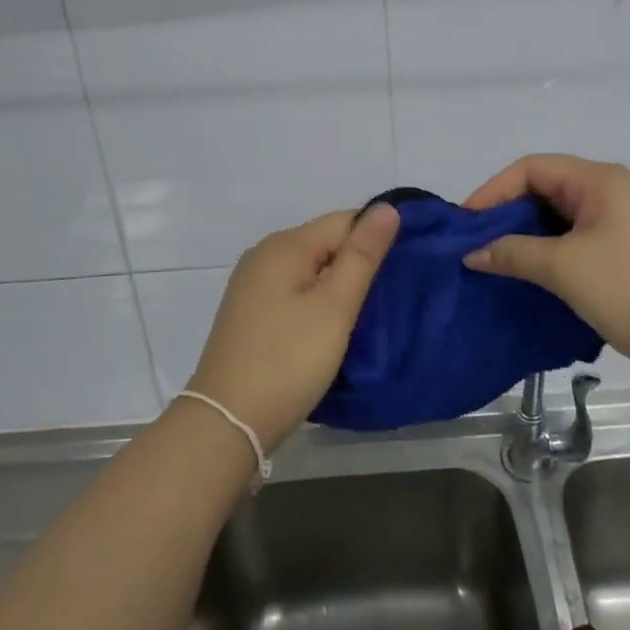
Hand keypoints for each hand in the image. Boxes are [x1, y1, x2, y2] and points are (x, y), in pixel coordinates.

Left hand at [186, 204, 399, 452]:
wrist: (227, 422)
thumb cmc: (288, 361)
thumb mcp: (334, 307)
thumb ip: (362, 255)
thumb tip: (387, 207)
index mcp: (285, 245)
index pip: (344, 220)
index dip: (375, 240)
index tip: (402, 272)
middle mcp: (264, 254)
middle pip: (326, 242)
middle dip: (357, 263)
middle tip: (387, 299)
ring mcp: (252, 284)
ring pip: (310, 269)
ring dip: (338, 285)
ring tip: (364, 316)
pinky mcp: (249, 311)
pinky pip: (293, 290)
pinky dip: (316, 302)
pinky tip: (328, 329)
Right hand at [462, 154, 629, 386]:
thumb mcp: (563, 268)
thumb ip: (513, 253)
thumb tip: (473, 254)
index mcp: (600, 180)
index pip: (532, 168)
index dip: (494, 190)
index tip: (467, 224)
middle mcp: (612, 191)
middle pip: (546, 189)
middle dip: (508, 213)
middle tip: (477, 244)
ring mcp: (623, 222)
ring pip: (561, 218)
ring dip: (528, 236)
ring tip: (497, 262)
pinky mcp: (628, 252)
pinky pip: (577, 240)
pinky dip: (550, 252)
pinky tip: (531, 276)